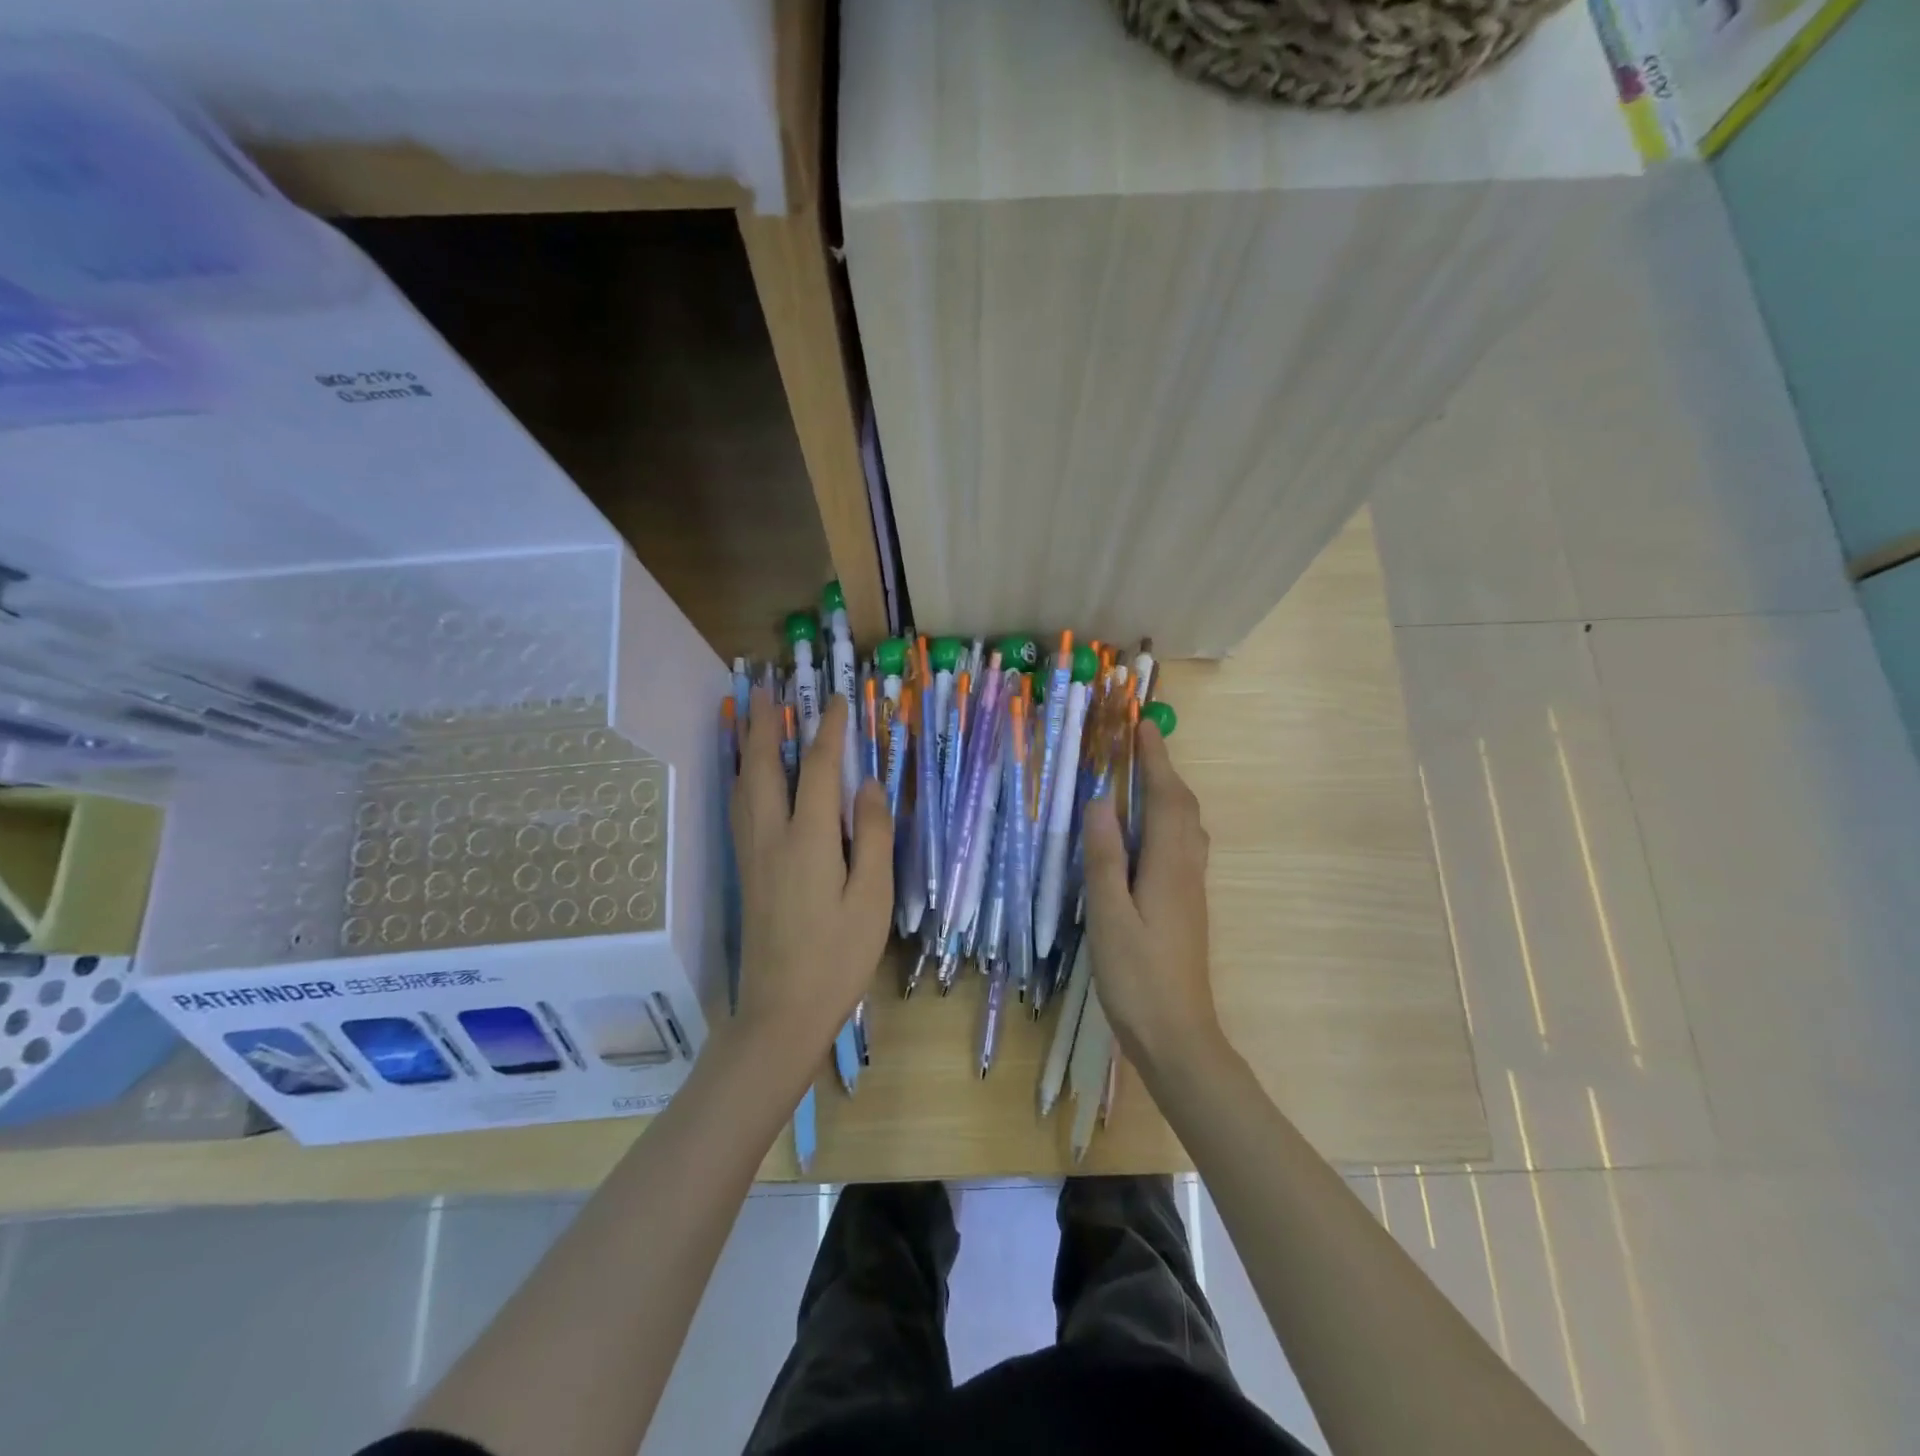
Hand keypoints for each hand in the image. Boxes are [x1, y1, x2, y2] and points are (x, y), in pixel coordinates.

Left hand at [730, 688, 891, 1060]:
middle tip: (769, 688)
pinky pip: (738, 807)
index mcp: (808, 840)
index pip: (819, 769)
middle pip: (763, 766)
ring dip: (747, 744)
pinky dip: (740, 776)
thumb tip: (870, 784)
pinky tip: (745, 775)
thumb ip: (874, 837)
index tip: (839, 700)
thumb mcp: (872, 898)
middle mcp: (771, 836)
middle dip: (767, 723)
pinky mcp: (744, 871)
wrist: (781, 1011)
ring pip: (742, 784)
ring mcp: (751, 854)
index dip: (830, 730)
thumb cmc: (837, 956)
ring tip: (751, 717)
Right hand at [1081, 721, 1222, 1072]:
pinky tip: (1151, 833)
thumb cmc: (1137, 977)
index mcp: (1168, 866)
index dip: (1155, 760)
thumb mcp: (1109, 916)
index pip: (1165, 798)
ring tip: (1145, 777)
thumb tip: (1100, 800)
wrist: (1178, 1036)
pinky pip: (1184, 846)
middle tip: (1141, 744)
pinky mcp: (1188, 906)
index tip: (1143, 726)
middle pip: (1184, 807)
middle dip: (1165, 770)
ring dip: (1171, 793)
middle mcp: (1187, 869)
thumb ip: (1104, 858)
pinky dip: (1171, 820)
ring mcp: (1192, 889)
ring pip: (1189, 827)